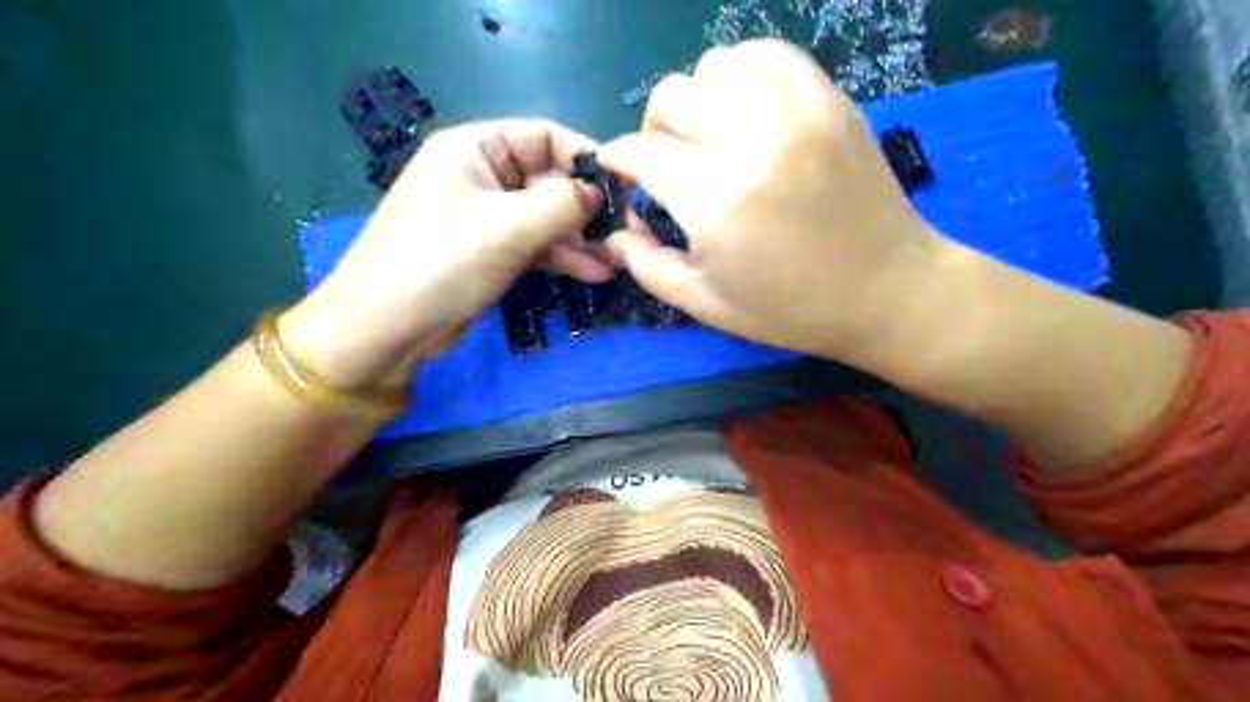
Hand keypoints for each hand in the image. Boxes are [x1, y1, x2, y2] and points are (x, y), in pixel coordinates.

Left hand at [280, 116, 611, 385]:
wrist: (387, 329)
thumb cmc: (442, 262)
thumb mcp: (507, 226)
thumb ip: (563, 203)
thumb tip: (600, 195)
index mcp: (475, 148)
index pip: (544, 136)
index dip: (585, 159)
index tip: (623, 190)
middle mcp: (481, 176)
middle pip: (549, 180)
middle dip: (587, 209)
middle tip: (626, 235)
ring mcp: (485, 217)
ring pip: (546, 218)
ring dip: (581, 238)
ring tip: (618, 260)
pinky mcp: (490, 253)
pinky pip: (536, 245)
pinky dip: (563, 257)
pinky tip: (595, 273)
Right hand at [601, 39, 952, 361]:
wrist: (888, 290)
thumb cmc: (792, 309)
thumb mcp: (707, 304)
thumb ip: (647, 266)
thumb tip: (613, 233)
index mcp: (715, 199)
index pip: (642, 152)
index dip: (618, 159)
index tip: (618, 170)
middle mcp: (751, 140)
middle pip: (672, 98)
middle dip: (653, 129)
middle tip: (666, 161)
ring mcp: (796, 110)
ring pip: (716, 65)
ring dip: (698, 98)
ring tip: (709, 134)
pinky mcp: (830, 99)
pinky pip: (769, 54)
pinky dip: (744, 74)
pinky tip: (747, 110)